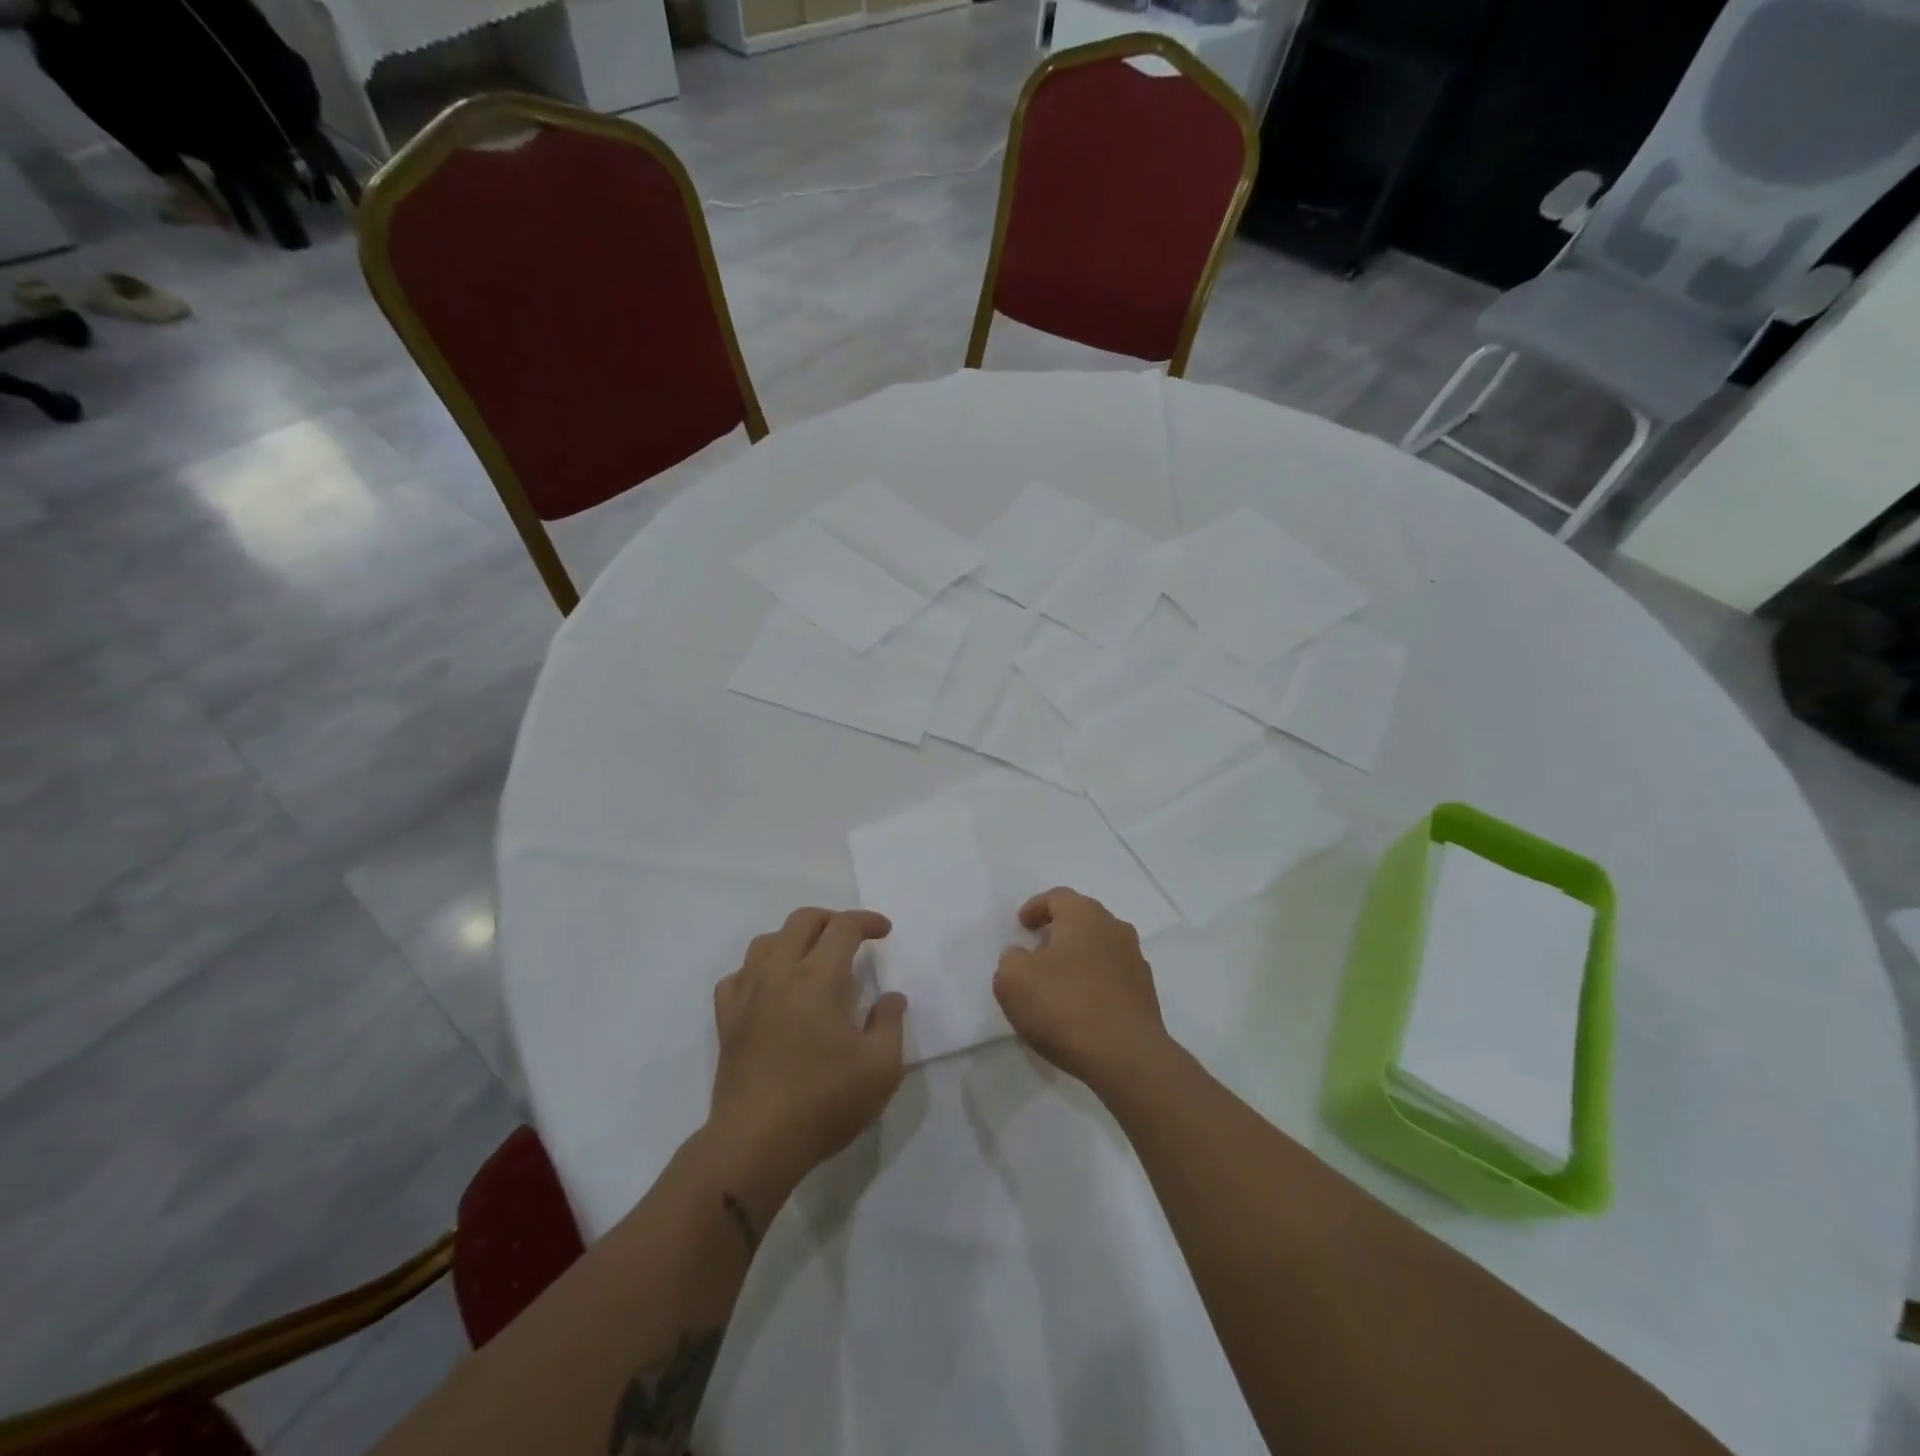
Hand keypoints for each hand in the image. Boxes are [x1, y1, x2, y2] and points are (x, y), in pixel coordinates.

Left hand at [709, 907, 907, 1178]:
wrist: (756, 1144)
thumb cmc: (824, 1102)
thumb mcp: (881, 1067)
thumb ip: (891, 1023)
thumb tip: (891, 997)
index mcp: (818, 978)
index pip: (843, 927)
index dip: (867, 921)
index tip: (884, 931)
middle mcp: (779, 974)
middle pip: (801, 921)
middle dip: (831, 919)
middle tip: (852, 937)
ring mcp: (747, 995)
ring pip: (765, 941)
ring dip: (793, 938)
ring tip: (811, 958)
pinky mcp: (727, 1021)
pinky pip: (737, 976)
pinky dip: (758, 970)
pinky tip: (770, 989)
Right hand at [993, 888, 1170, 1094]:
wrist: (1127, 1057)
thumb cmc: (1064, 1007)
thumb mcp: (1013, 980)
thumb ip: (1011, 959)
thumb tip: (1022, 956)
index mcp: (1084, 915)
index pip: (1058, 897)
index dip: (1036, 908)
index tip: (1022, 925)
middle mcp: (1115, 928)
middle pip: (1082, 919)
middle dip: (1058, 931)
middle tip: (1037, 950)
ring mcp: (1135, 961)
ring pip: (1100, 947)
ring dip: (1078, 957)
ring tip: (1058, 982)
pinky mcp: (1145, 993)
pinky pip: (1112, 976)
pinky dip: (1094, 982)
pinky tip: (1080, 1007)